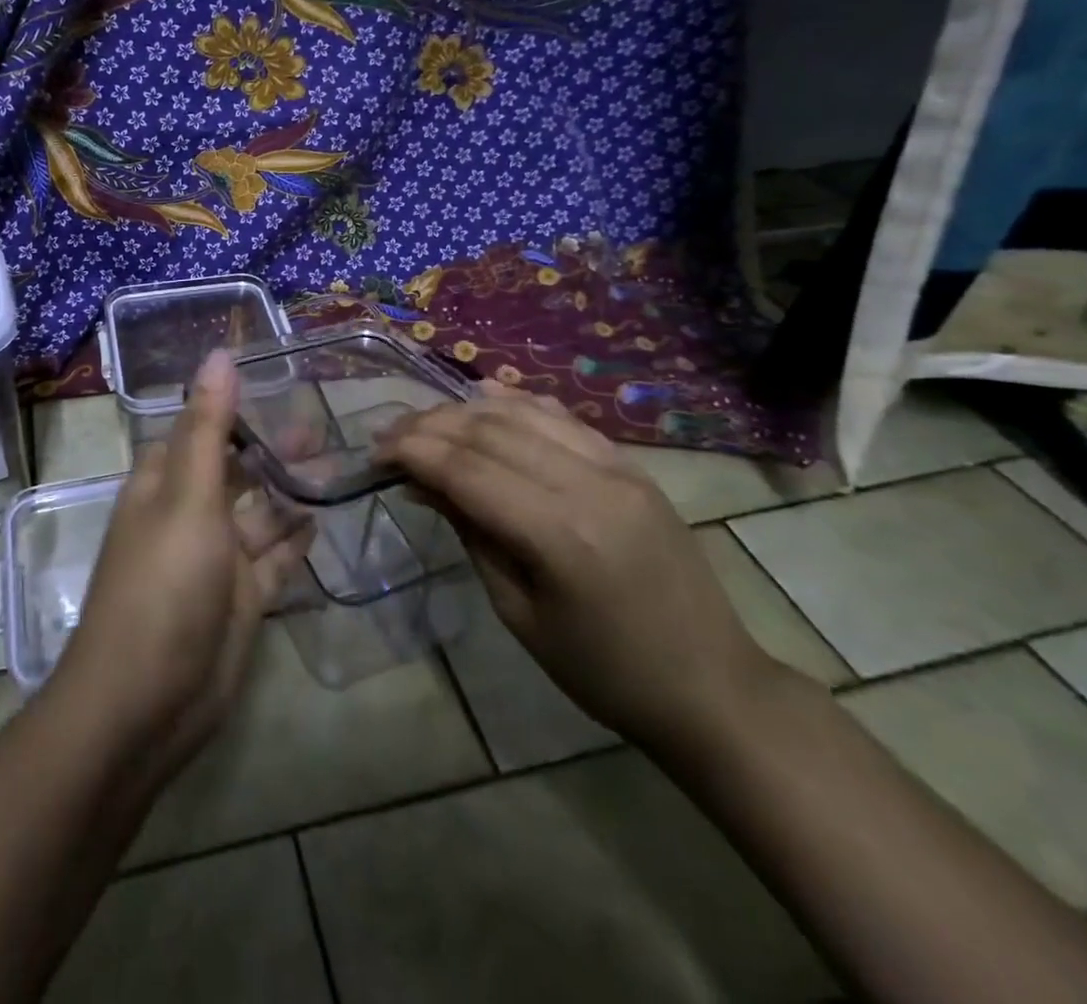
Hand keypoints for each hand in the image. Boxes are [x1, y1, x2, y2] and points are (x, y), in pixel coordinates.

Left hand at [54, 349, 311, 777]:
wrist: (147, 702)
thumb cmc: (164, 584)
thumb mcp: (188, 496)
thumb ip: (209, 427)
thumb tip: (219, 354)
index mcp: (165, 483)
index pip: (200, 429)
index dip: (233, 407)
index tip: (279, 382)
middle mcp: (189, 515)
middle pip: (235, 470)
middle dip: (272, 449)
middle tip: (323, 426)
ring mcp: (216, 560)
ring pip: (259, 514)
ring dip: (290, 491)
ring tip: (336, 464)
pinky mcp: (241, 599)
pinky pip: (273, 560)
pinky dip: (294, 540)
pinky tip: (322, 518)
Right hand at [376, 382, 782, 756]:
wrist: (712, 686)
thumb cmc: (603, 671)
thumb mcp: (519, 612)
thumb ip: (471, 533)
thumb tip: (421, 481)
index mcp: (559, 535)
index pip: (466, 468)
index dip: (412, 452)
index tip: (374, 454)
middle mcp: (589, 484)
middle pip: (489, 431)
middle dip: (429, 426)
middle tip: (389, 437)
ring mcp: (618, 467)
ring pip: (523, 412)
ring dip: (465, 410)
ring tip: (426, 423)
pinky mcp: (632, 465)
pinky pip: (563, 417)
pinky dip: (515, 402)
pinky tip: (482, 398)